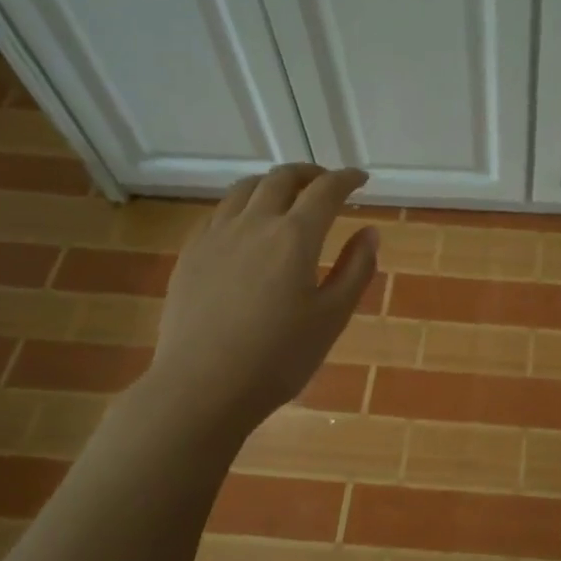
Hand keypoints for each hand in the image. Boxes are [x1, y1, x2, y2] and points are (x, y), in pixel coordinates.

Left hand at [145, 163, 377, 431]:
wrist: (202, 387)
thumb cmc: (279, 357)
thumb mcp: (332, 317)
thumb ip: (356, 269)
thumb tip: (369, 232)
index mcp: (294, 236)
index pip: (326, 190)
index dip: (346, 179)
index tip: (361, 179)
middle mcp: (254, 223)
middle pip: (282, 178)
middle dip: (310, 174)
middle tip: (327, 185)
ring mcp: (216, 235)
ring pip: (245, 188)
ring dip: (273, 184)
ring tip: (287, 198)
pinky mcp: (191, 253)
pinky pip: (220, 211)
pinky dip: (243, 205)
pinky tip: (248, 227)